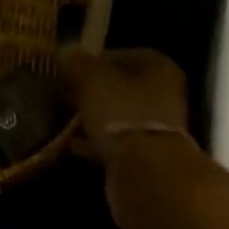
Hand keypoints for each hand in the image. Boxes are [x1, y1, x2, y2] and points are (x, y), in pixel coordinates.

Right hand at [63, 48, 197, 228]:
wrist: (146, 174)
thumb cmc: (123, 114)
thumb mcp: (93, 80)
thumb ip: (79, 63)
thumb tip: (69, 54)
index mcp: (159, 68)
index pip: (123, 54)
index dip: (95, 59)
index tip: (71, 68)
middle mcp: (163, 95)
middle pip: (121, 86)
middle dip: (93, 90)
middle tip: (65, 92)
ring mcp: (156, 128)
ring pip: (118, 115)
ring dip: (94, 116)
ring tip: (65, 117)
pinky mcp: (145, 157)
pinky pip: (115, 142)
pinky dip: (95, 141)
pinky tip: (71, 143)